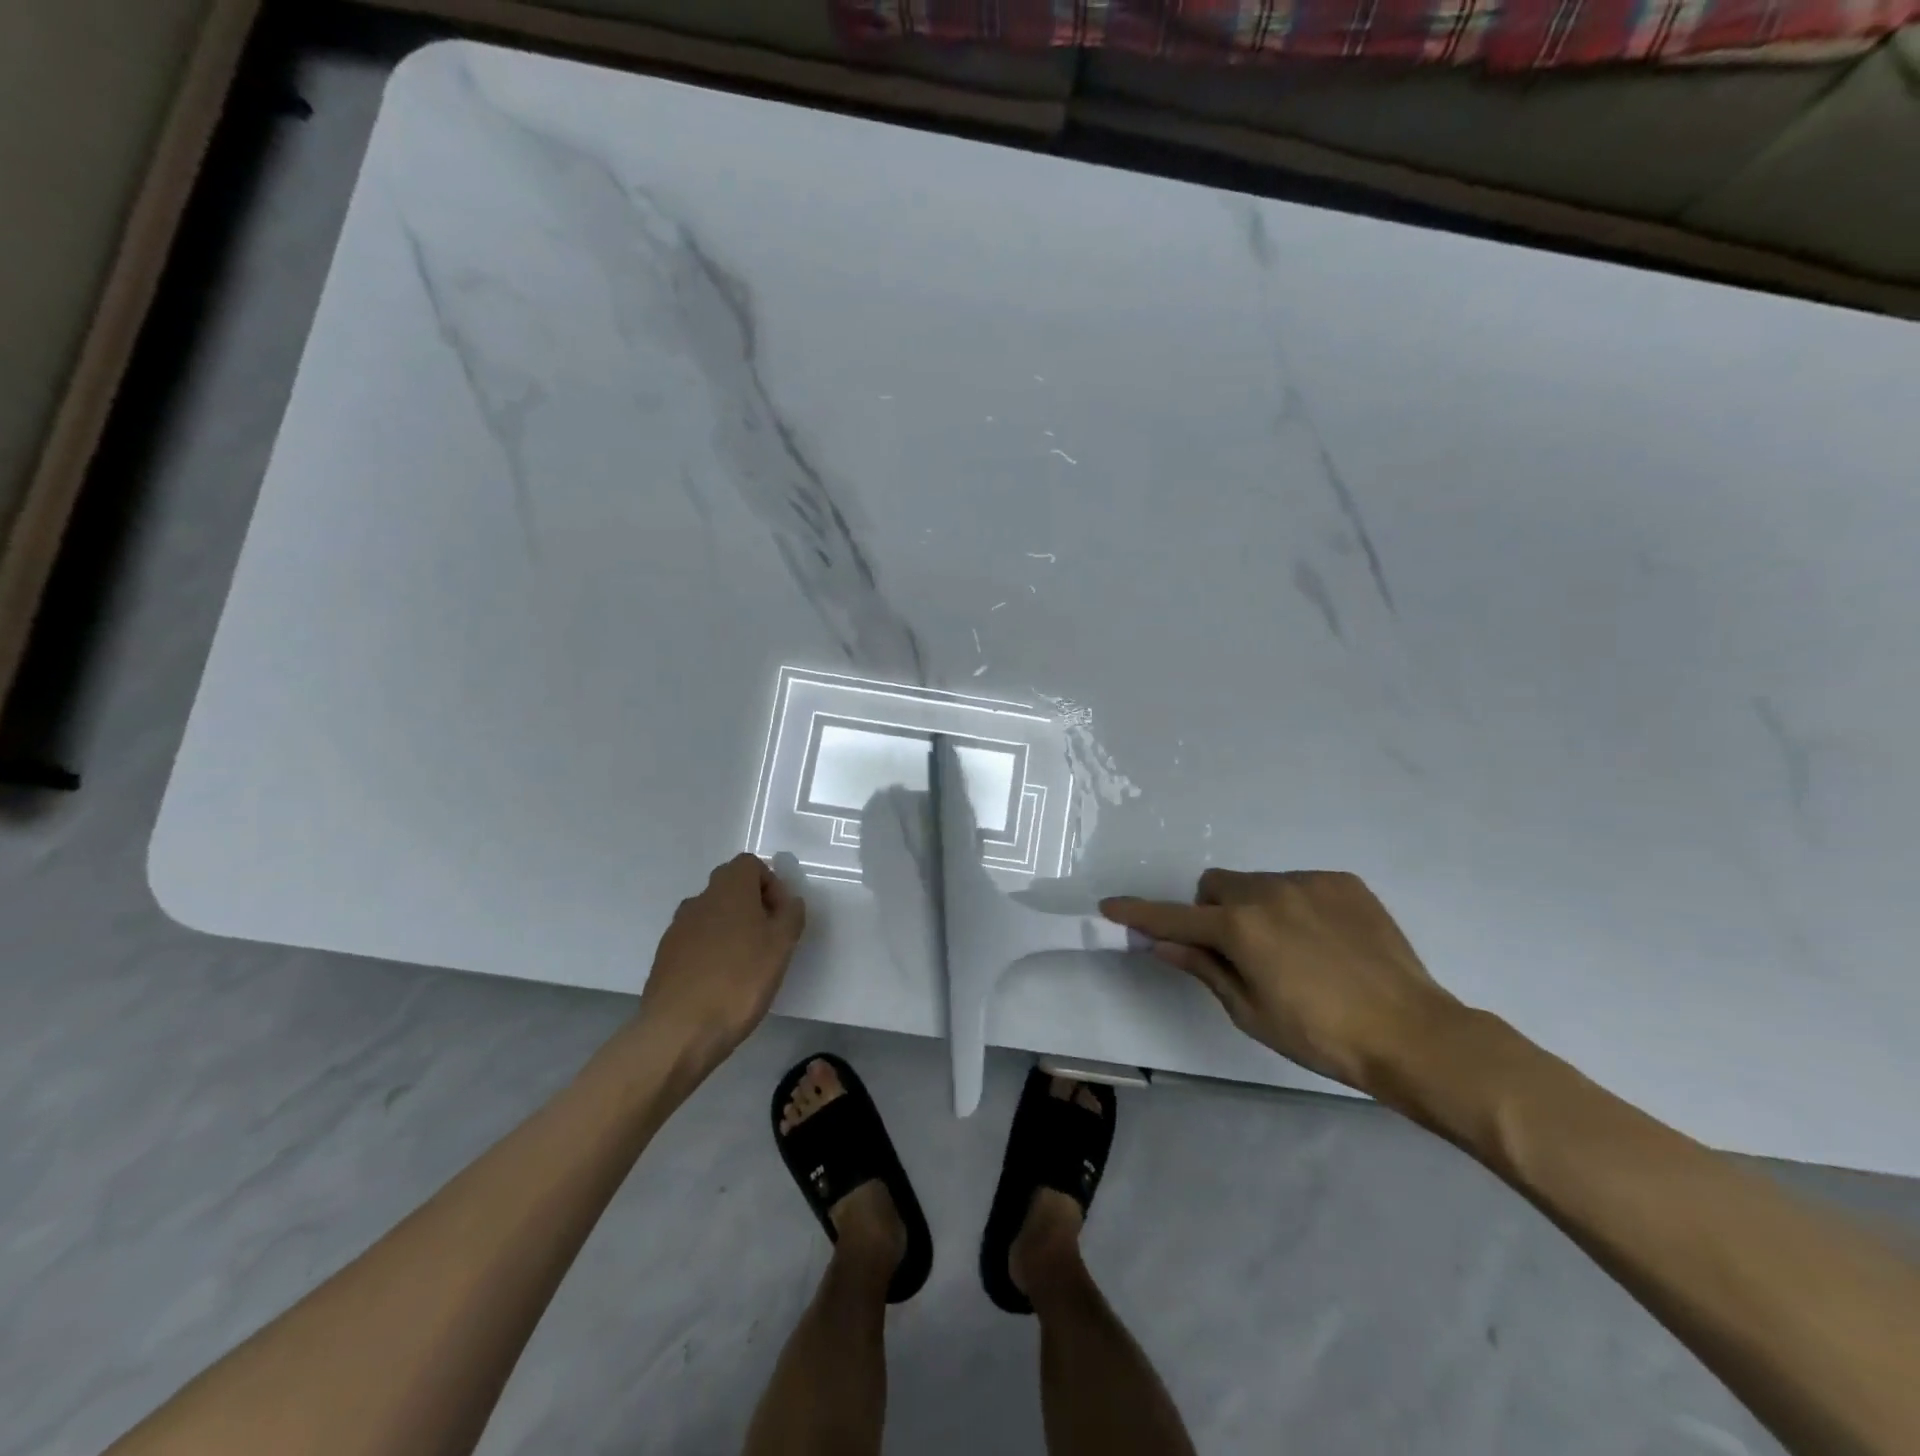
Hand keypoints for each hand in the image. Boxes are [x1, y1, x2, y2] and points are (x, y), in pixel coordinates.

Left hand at [636, 854, 806, 1075]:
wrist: (679, 1031)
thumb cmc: (740, 980)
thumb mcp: (782, 945)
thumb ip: (791, 914)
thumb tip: (788, 901)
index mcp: (729, 888)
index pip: (750, 864)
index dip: (771, 884)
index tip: (781, 916)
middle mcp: (699, 899)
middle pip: (730, 887)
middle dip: (753, 907)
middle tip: (769, 940)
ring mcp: (677, 928)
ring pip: (712, 915)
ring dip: (731, 930)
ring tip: (746, 965)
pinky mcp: (665, 957)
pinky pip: (696, 942)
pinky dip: (711, 952)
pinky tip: (721, 983)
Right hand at [1101, 869, 1461, 1093]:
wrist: (1414, 1033)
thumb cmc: (1322, 1036)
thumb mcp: (1251, 1011)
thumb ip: (1203, 968)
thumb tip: (1162, 944)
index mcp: (1239, 927)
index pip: (1173, 918)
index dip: (1138, 914)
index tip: (1110, 906)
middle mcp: (1267, 891)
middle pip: (1215, 887)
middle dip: (1210, 912)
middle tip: (1234, 951)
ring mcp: (1308, 882)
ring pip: (1257, 883)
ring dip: (1253, 908)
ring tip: (1291, 950)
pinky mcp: (1343, 882)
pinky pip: (1298, 884)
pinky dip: (1294, 906)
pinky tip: (1324, 942)